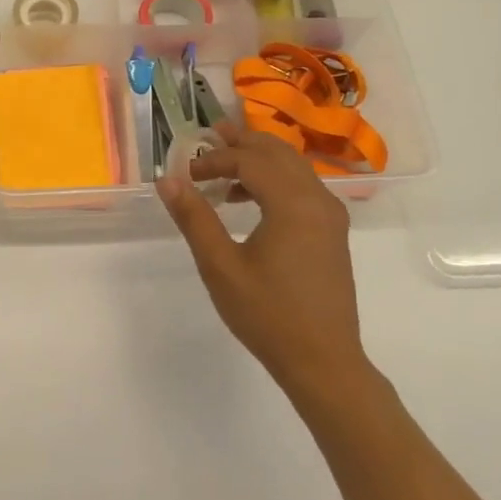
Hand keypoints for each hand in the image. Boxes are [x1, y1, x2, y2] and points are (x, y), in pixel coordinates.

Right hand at [156, 122, 370, 400]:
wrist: (324, 362)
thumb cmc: (268, 315)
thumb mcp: (221, 267)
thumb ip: (194, 218)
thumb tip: (168, 179)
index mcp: (293, 204)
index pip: (249, 161)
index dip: (215, 159)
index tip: (186, 173)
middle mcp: (318, 199)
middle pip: (278, 152)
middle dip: (241, 142)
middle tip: (208, 137)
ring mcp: (330, 215)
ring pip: (294, 167)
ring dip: (259, 159)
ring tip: (224, 165)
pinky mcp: (332, 232)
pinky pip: (303, 187)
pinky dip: (275, 179)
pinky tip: (249, 200)